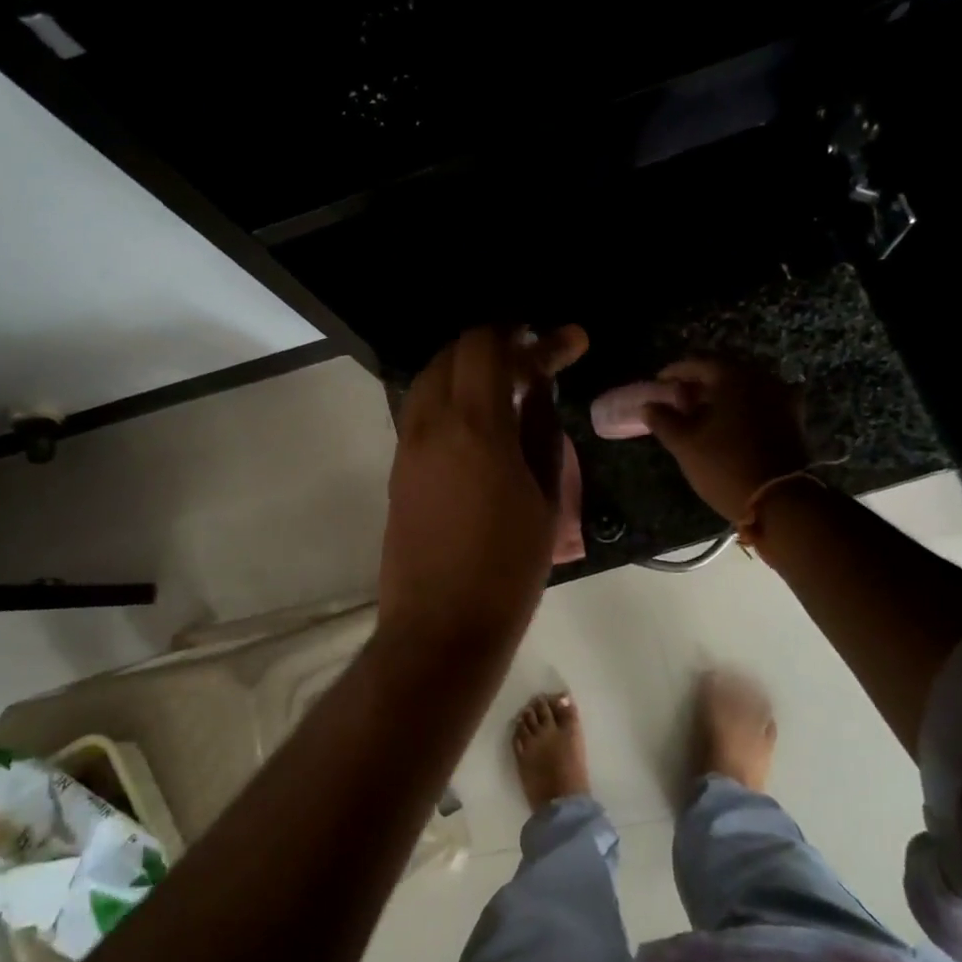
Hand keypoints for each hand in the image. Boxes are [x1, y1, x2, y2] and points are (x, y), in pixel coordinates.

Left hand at [379, 325, 585, 656]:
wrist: (440, 626)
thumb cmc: (507, 570)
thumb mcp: (545, 501)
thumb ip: (542, 433)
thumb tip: (540, 390)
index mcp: (475, 427)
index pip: (487, 346)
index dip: (527, 334)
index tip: (564, 342)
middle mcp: (431, 425)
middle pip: (453, 353)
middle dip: (496, 345)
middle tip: (535, 361)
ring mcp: (407, 447)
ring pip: (429, 379)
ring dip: (466, 369)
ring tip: (507, 385)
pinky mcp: (397, 470)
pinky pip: (419, 410)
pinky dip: (448, 396)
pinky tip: (478, 420)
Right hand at [641, 356, 810, 522]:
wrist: (780, 501)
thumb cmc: (725, 466)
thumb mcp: (685, 444)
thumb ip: (663, 420)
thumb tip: (649, 405)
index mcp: (734, 377)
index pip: (698, 362)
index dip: (675, 371)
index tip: (658, 383)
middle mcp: (762, 378)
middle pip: (724, 372)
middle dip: (699, 383)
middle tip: (678, 398)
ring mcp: (782, 397)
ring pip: (744, 387)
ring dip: (721, 396)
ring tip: (700, 413)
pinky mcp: (793, 418)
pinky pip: (760, 402)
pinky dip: (741, 407)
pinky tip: (728, 423)